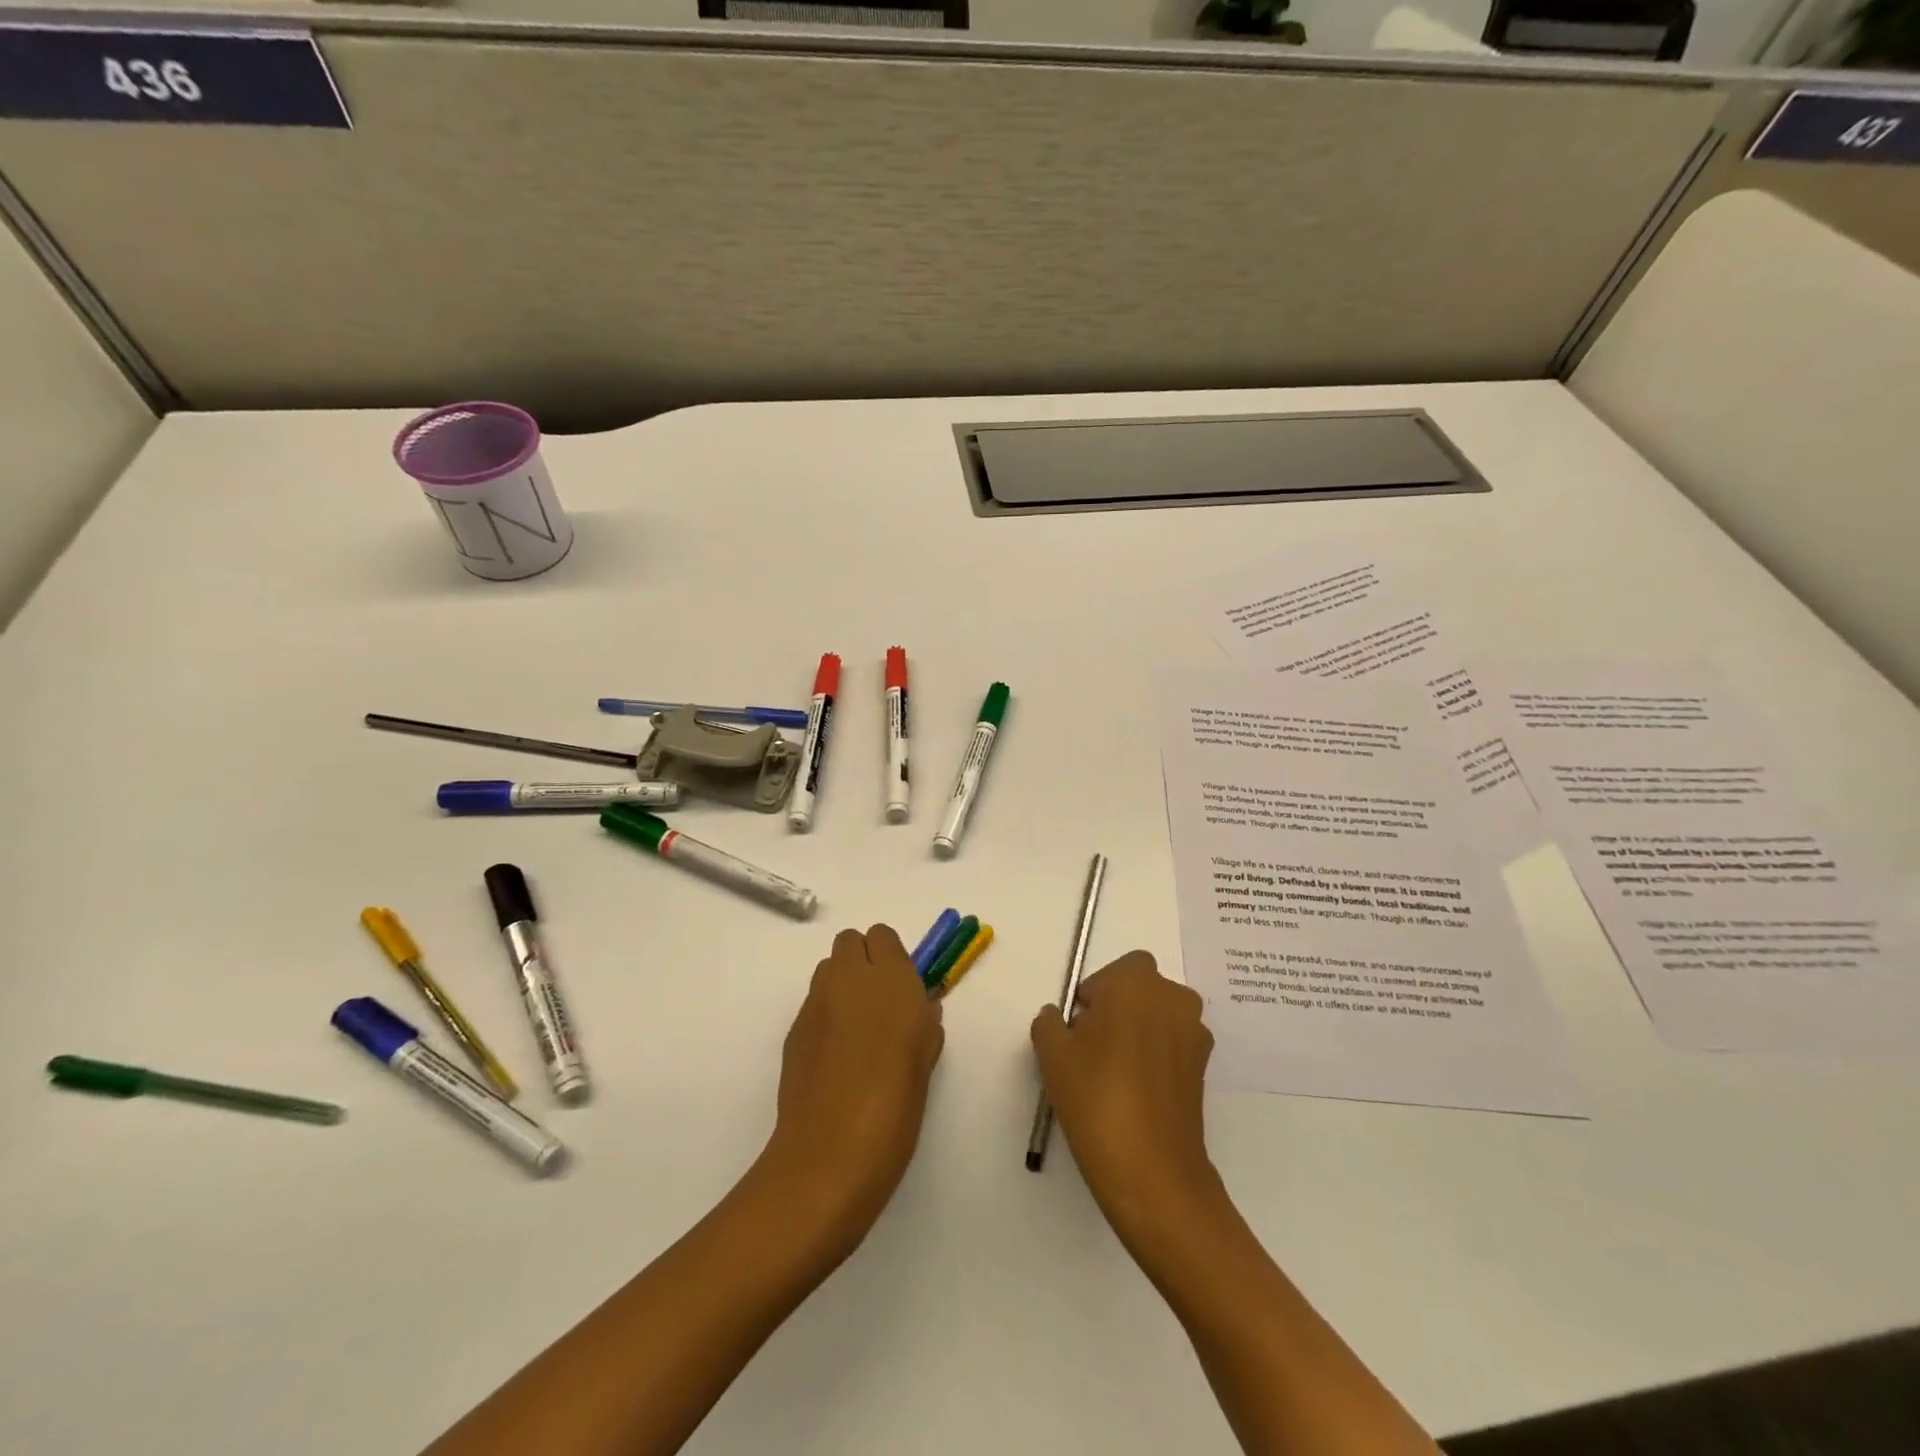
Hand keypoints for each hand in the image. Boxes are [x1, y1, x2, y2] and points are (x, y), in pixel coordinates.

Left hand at [762, 925, 944, 1251]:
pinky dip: (825, 1014)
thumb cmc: (895, 1107)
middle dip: (864, 960)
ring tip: (856, 1027)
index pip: (882, 936)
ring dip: (842, 983)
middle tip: (879, 1002)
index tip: (901, 988)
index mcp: (891, 980)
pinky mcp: (794, 1028)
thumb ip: (925, 1025)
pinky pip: (814, 1003)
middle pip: (850, 941)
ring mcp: (816, 1002)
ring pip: (828, 968)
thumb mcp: (926, 1063)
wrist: (830, 1154)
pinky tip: (835, 1054)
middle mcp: (850, 979)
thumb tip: (921, 1010)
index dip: (891, 957)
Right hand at [1031, 951, 1220, 1240]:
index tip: (1079, 1026)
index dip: (1097, 993)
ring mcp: (1195, 1035)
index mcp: (1137, 982)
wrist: (1151, 1170)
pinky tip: (1135, 1093)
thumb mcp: (1052, 1055)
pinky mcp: (1205, 1070)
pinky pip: (1173, 1047)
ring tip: (1114, 1073)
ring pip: (1159, 1018)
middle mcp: (1173, 998)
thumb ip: (1049, 1023)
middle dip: (1119, 1009)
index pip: (1117, 969)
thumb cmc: (1096, 1096)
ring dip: (1140, 1032)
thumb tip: (1058, 1018)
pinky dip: (1156, 1058)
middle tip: (1093, 1047)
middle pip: (1141, 990)